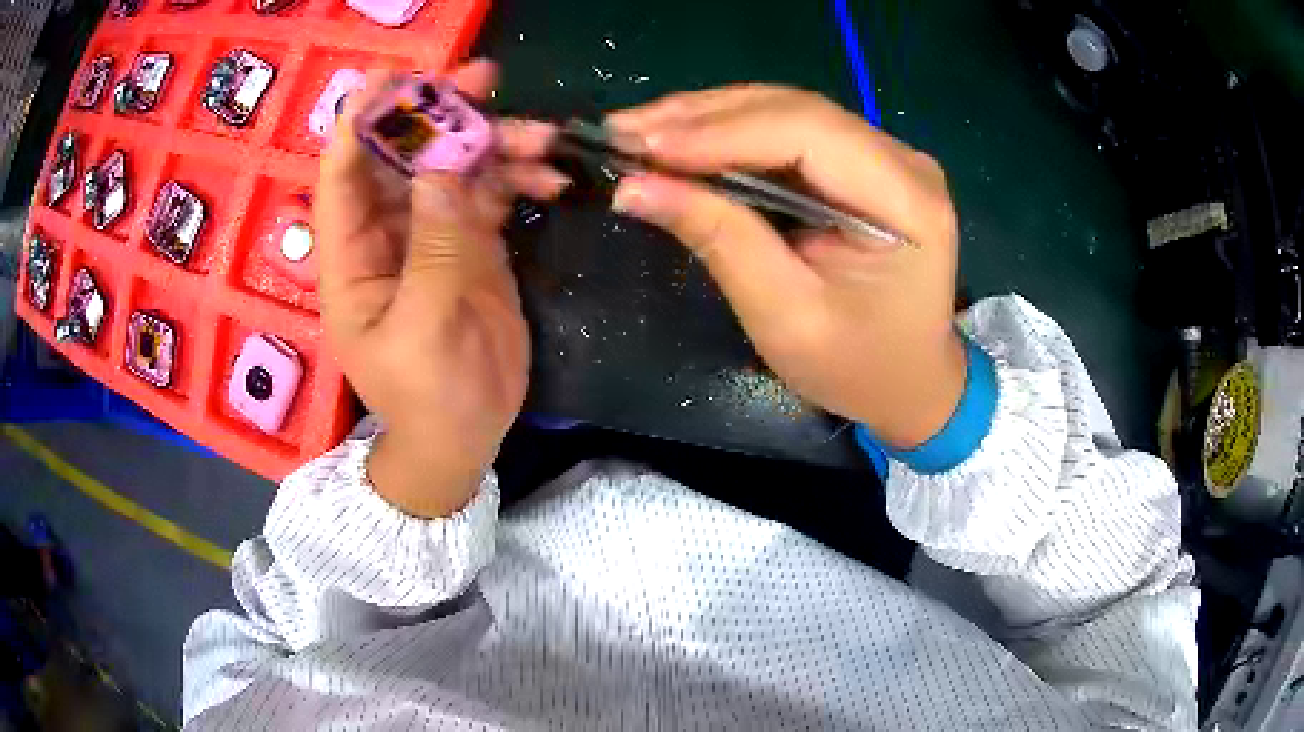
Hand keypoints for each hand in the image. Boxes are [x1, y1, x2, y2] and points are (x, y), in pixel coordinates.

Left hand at [314, 61, 564, 516]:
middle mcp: (385, 233)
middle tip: (484, 78)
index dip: (361, 120)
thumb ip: (434, 245)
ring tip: (544, 136)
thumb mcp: (425, 327)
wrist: (465, 436)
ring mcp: (430, 234)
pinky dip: (518, 178)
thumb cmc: (428, 396)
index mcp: (351, 256)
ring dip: (495, 143)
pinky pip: (490, 193)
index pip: (343, 174)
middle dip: (440, 114)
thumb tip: (443, 164)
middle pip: (403, 154)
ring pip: (454, 167)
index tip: (394, 78)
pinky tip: (553, 178)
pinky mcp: (471, 243)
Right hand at [608, 86, 965, 448]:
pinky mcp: (861, 163)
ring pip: (783, 111)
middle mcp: (903, 160)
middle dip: (700, 118)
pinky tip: (678, 140)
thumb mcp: (787, 317)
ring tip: (636, 132)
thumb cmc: (857, 367)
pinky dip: (726, 134)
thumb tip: (635, 186)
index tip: (642, 146)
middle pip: (793, 110)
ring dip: (705, 119)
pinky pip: (786, 131)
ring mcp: (884, 155)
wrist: (909, 382)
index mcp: (908, 200)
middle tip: (621, 131)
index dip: (720, 132)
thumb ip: (721, 241)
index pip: (808, 133)